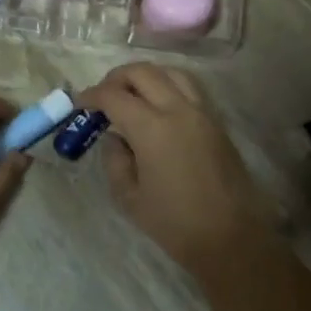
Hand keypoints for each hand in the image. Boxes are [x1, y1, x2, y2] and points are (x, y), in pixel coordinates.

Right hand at [76, 63, 278, 283]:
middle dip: (116, 78)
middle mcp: (178, 110)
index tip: (80, 104)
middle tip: (103, 96)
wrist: (230, 238)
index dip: (92, 96)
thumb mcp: (129, 197)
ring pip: (171, 72)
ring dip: (146, 76)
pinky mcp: (217, 122)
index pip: (114, 96)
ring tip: (132, 94)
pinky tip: (159, 105)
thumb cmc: (175, 223)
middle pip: (143, 72)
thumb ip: (115, 160)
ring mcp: (202, 112)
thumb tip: (115, 138)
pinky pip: (190, 87)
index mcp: (152, 128)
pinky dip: (169, 85)